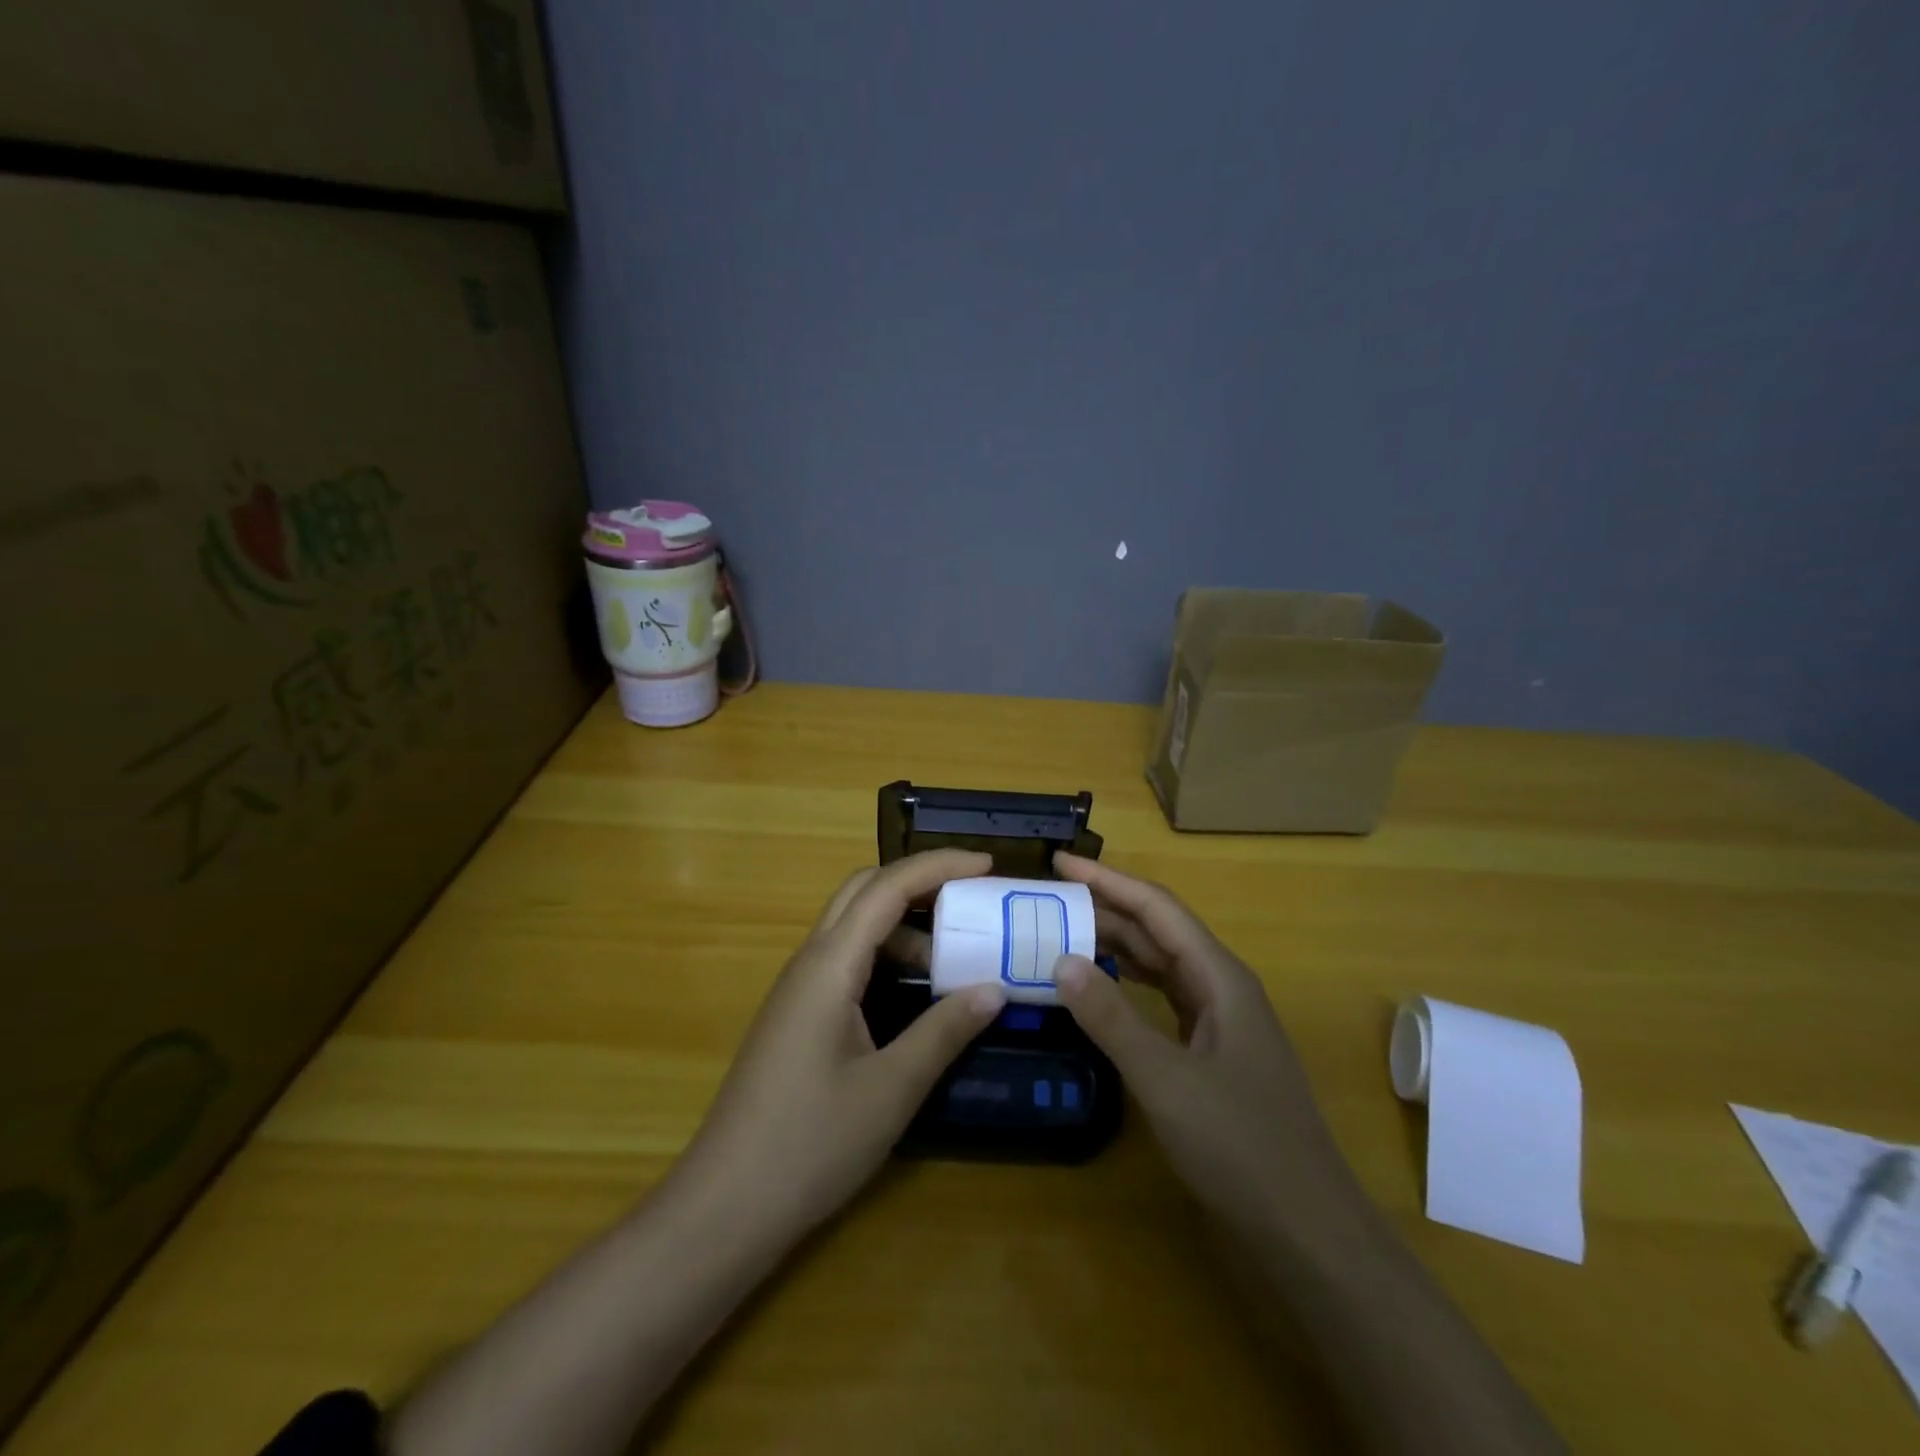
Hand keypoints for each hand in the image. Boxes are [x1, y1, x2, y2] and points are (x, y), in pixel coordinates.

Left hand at [675, 849, 1005, 1241]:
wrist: (724, 1206)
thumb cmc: (810, 1144)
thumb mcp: (892, 1089)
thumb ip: (944, 1031)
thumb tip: (994, 989)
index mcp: (829, 965)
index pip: (887, 888)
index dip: (939, 866)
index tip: (988, 865)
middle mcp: (809, 962)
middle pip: (863, 891)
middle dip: (919, 881)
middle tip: (972, 897)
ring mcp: (798, 988)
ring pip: (853, 925)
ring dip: (903, 924)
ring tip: (952, 956)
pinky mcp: (797, 1015)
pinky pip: (845, 959)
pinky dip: (885, 954)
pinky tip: (913, 991)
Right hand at [1051, 852, 1350, 1233]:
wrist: (1307, 1228)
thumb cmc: (1241, 1145)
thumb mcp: (1165, 1080)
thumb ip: (1112, 1018)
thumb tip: (1061, 959)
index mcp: (1219, 977)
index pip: (1157, 908)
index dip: (1108, 880)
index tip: (1060, 863)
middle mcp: (1221, 986)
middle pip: (1158, 931)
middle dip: (1105, 909)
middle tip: (1047, 901)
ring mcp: (1220, 1020)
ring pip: (1161, 965)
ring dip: (1115, 946)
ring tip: (1062, 933)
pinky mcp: (1212, 1051)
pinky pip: (1163, 999)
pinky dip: (1127, 986)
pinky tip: (1099, 989)